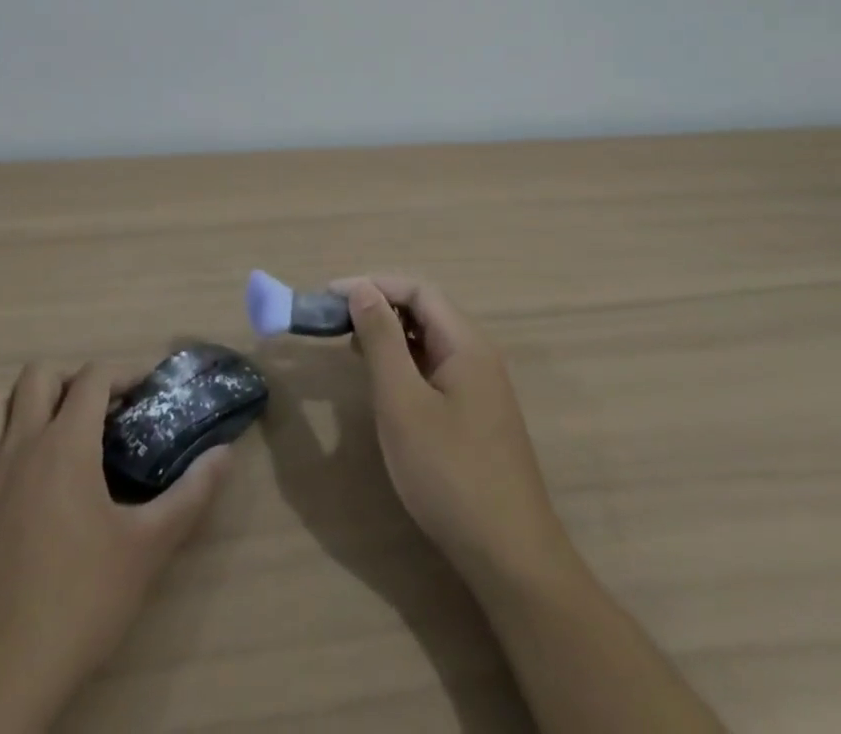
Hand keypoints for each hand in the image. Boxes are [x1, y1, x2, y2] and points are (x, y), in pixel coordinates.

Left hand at [0, 362, 231, 733]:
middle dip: (70, 380)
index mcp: (65, 445)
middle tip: (97, 412)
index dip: (122, 373)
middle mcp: (18, 447)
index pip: (93, 376)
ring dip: (20, 406)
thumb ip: (190, 495)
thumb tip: (226, 453)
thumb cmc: (77, 606)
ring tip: (49, 434)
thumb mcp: (147, 550)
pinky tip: (2, 484)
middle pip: (36, 376)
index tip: (144, 393)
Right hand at [336, 275, 577, 596]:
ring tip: (350, 346)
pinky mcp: (475, 414)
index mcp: (466, 342)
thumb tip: (362, 289)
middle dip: (379, 307)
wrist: (510, 555)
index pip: (417, 289)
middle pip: (425, 310)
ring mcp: (480, 385)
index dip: (373, 285)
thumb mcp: (403, 403)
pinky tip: (383, 383)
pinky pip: (434, 369)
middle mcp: (477, 354)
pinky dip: (404, 363)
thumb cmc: (450, 473)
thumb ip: (382, 341)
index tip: (330, 296)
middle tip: (335, 321)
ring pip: (429, 341)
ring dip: (390, 335)